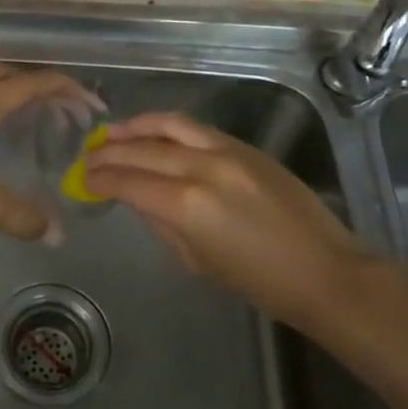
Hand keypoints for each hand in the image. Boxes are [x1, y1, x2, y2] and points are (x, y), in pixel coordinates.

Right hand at [81, 111, 392, 333]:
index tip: (83, 178)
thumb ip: (161, 223)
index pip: (129, 182)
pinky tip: (154, 132)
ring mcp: (226, 152)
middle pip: (143, 150)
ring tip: (112, 131)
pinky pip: (196, 129)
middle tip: (88, 156)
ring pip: (170, 126)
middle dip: (110, 152)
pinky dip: (168, 127)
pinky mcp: (245, 147)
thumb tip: (137, 199)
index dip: (101, 179)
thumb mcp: (197, 261)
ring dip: (136, 127)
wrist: (324, 271)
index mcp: (186, 205)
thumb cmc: (259, 282)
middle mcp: (202, 168)